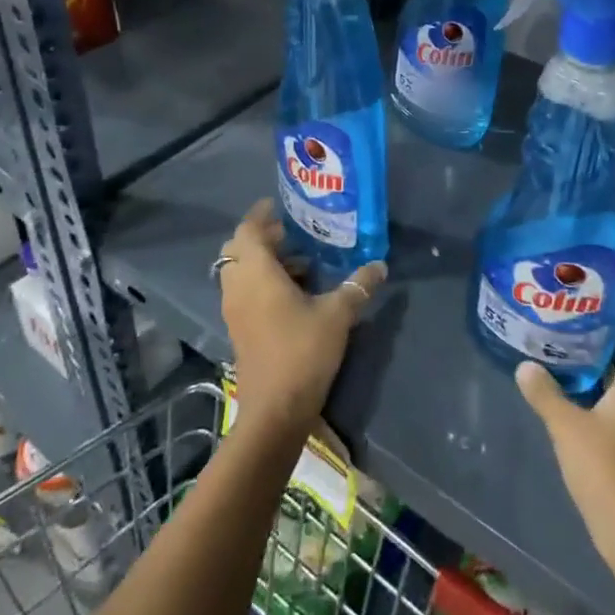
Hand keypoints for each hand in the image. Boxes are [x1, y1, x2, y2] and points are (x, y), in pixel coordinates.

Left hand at [219, 199, 385, 438]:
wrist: (275, 410)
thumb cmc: (302, 352)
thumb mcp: (338, 314)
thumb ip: (359, 285)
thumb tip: (380, 265)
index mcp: (256, 273)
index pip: (247, 231)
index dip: (260, 215)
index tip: (279, 204)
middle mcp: (238, 286)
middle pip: (238, 249)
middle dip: (262, 238)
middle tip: (292, 233)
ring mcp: (235, 310)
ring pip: (240, 272)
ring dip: (263, 262)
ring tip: (302, 262)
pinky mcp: (239, 329)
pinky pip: (244, 292)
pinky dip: (262, 282)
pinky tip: (294, 292)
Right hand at [518, 313, 614, 574]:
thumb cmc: (608, 470)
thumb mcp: (567, 428)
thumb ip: (545, 392)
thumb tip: (524, 365)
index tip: (588, 294)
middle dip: (606, 333)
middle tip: (572, 319)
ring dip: (608, 363)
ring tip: (571, 349)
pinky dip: (612, 389)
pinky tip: (584, 393)